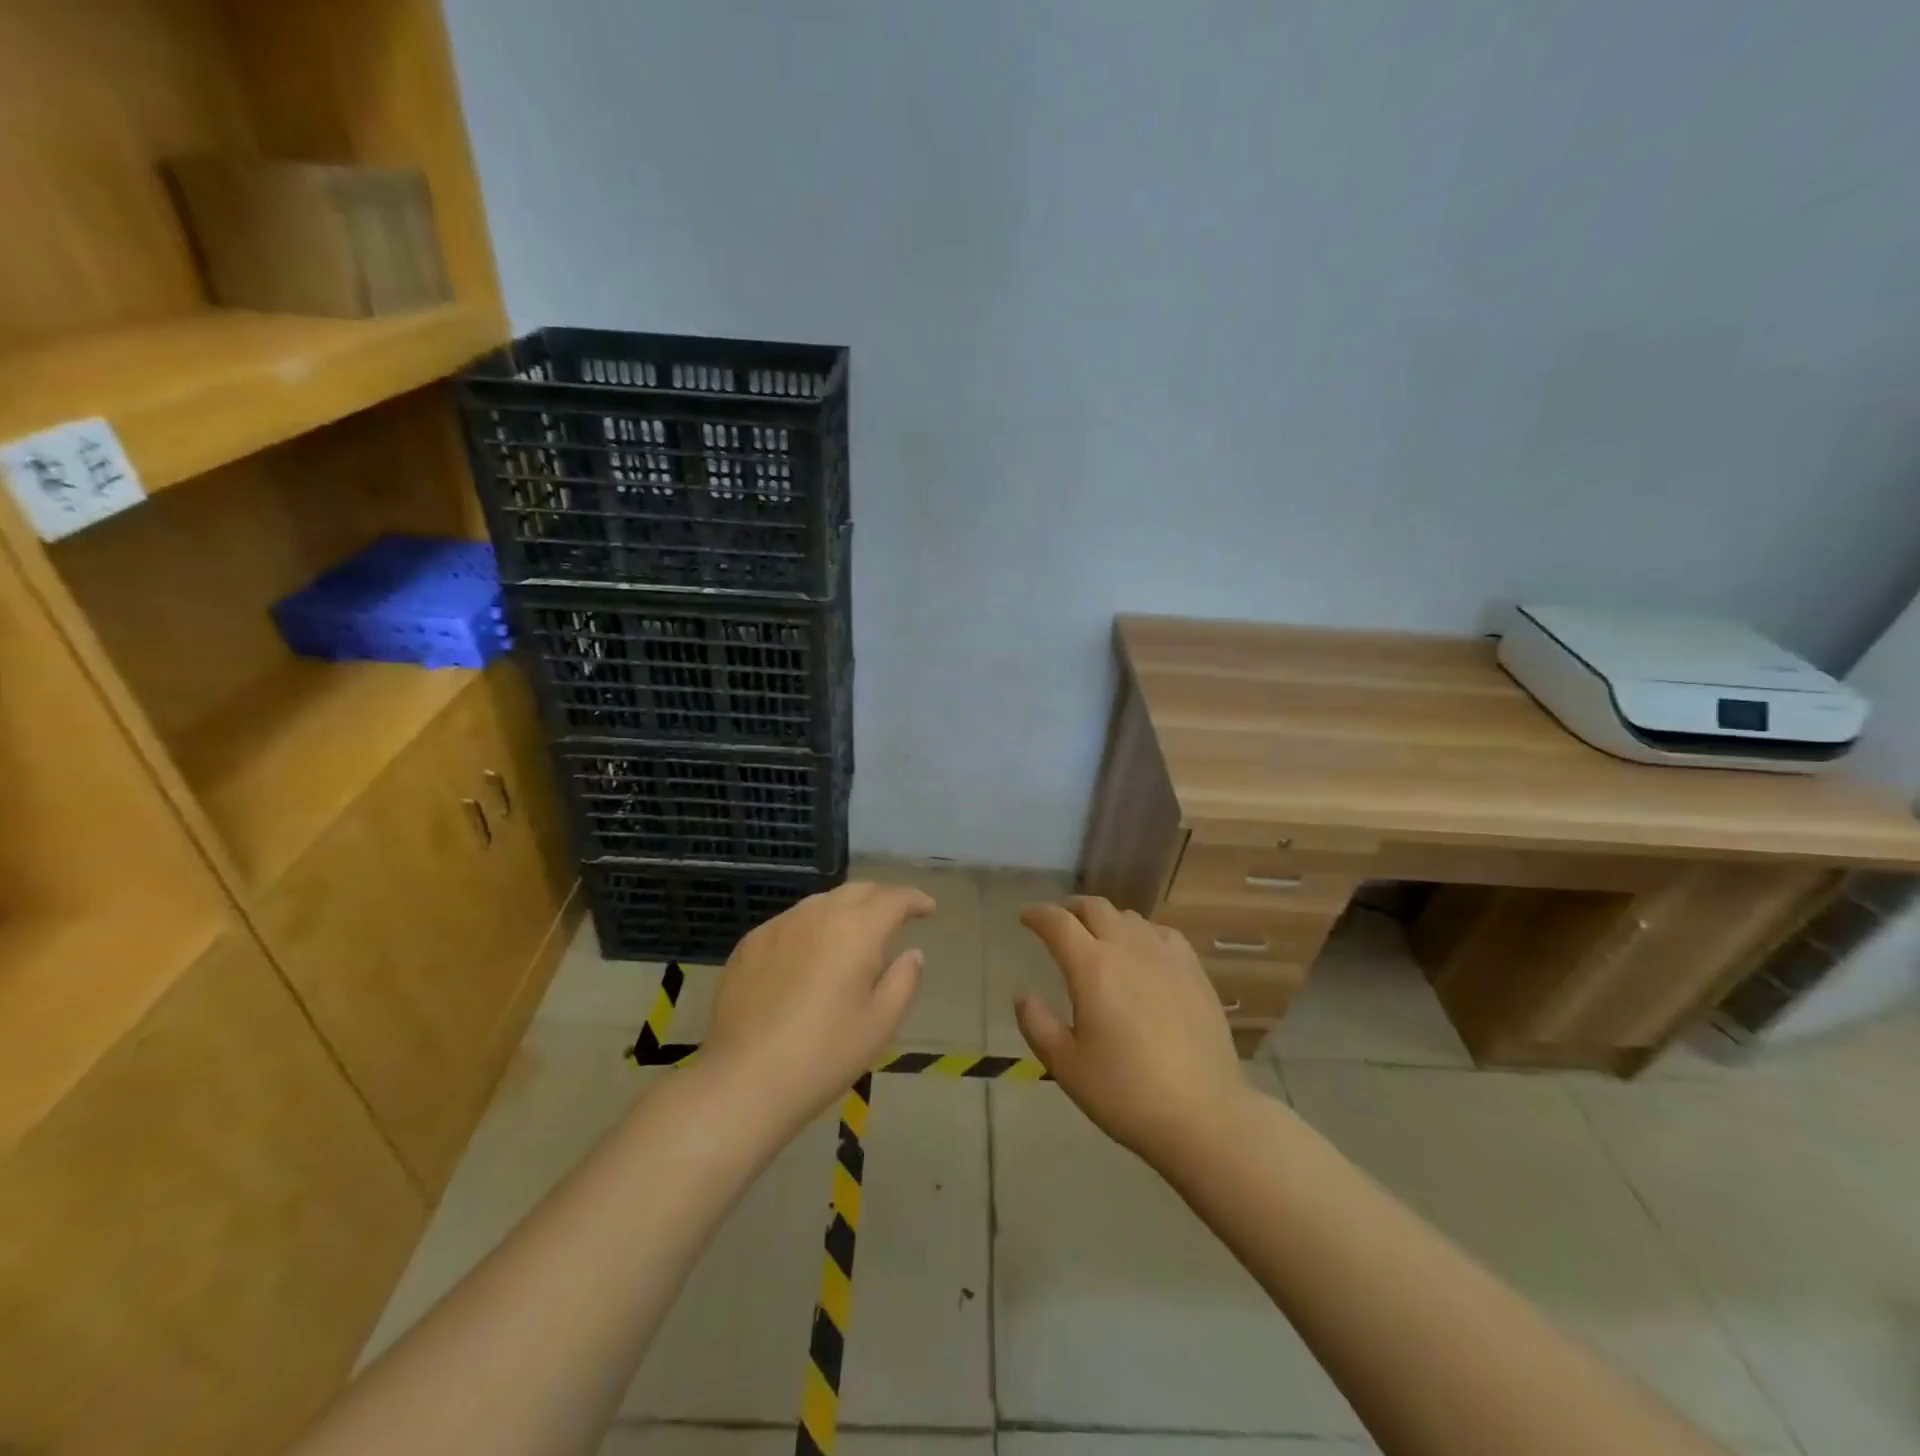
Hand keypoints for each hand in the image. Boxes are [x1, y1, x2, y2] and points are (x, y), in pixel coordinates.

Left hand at [706, 881, 933, 1125]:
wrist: (744, 1080)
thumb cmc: (824, 1055)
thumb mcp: (880, 1024)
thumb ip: (904, 980)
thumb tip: (911, 953)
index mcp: (856, 930)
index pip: (894, 898)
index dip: (915, 900)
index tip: (928, 909)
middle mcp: (817, 915)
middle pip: (857, 891)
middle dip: (881, 900)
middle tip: (894, 921)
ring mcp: (778, 926)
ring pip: (821, 902)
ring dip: (844, 911)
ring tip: (851, 937)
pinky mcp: (749, 944)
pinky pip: (790, 922)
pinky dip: (810, 928)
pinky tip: (808, 957)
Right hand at [1015, 896, 1248, 1168]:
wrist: (1203, 1115)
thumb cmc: (1126, 1093)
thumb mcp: (1066, 1066)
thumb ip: (1037, 1025)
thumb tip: (1024, 997)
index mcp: (1092, 967)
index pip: (1058, 923)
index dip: (1037, 914)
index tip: (1025, 916)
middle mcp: (1128, 949)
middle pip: (1095, 908)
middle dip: (1071, 908)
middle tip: (1059, 922)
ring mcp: (1166, 956)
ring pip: (1129, 917)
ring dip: (1106, 919)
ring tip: (1099, 937)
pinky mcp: (1194, 971)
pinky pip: (1162, 933)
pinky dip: (1142, 932)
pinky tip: (1143, 952)